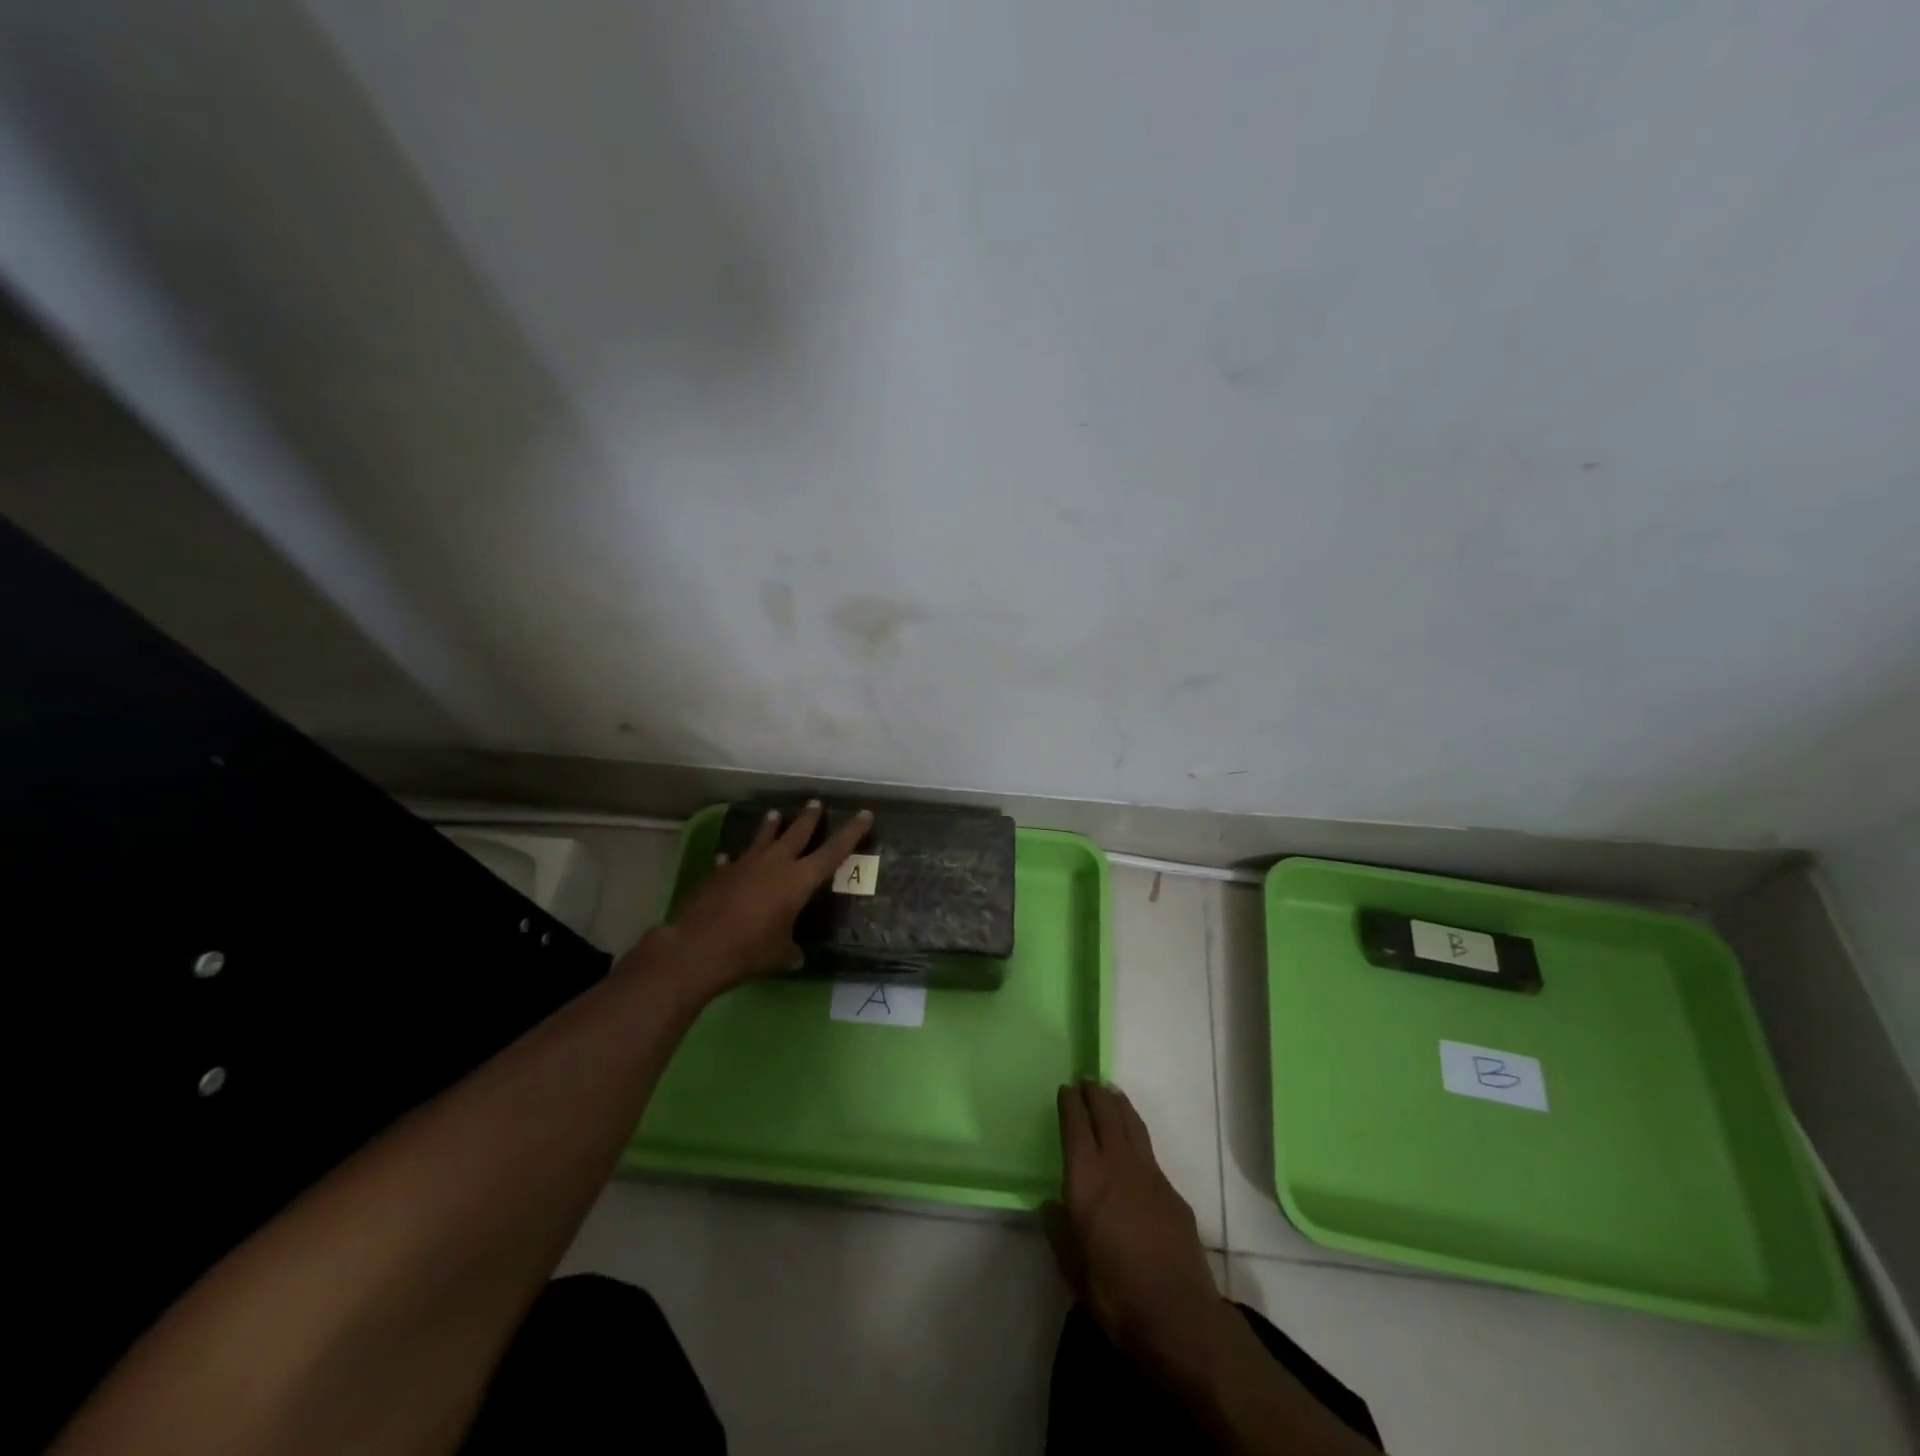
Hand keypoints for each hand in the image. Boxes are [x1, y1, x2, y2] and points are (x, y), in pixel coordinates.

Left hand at [633, 800, 872, 995]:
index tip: (865, 814)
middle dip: (810, 818)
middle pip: (797, 832)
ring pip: (763, 837)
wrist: (698, 947)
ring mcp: (745, 865)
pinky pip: (733, 860)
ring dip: (771, 826)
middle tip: (816, 803)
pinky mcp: (720, 873)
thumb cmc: (750, 950)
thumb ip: (791, 951)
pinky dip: (736, 858)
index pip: (834, 851)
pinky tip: (729, 856)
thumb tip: (797, 957)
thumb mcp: (780, 955)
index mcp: (799, 880)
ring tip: (776, 813)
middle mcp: (775, 863)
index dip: (852, 832)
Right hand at [1049, 1081, 1231, 1386]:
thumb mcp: (1072, 1269)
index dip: (1070, 1103)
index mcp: (1086, 1179)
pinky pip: (1149, 1150)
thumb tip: (1049, 1204)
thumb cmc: (1114, 1294)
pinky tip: (1134, 1145)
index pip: (1076, 1126)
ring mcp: (1149, 1175)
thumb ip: (1058, 1231)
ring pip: (1132, 1124)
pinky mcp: (1172, 1192)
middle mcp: (1117, 1165)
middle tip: (1087, 1081)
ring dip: (1119, 1105)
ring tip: (1111, 1093)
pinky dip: (1136, 1134)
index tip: (1065, 1089)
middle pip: (1106, 1114)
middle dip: (1095, 1094)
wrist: (1178, 1316)